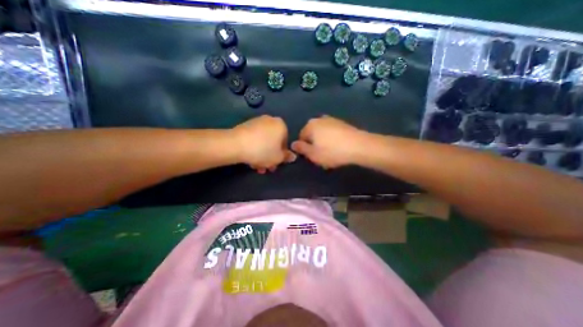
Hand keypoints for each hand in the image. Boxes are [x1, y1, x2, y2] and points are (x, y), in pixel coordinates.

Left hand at [232, 113, 295, 172]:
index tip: (276, 164)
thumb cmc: (263, 151)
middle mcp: (270, 120)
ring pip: (263, 142)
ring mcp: (257, 122)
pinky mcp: (245, 126)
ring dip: (262, 155)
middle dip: (270, 157)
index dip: (281, 155)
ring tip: (256, 167)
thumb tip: (292, 156)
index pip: (285, 142)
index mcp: (281, 125)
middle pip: (273, 142)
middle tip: (266, 168)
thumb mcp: (278, 158)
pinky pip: (254, 139)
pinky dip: (254, 149)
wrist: (236, 144)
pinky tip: (250, 160)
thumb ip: (287, 157)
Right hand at [295, 115, 365, 167]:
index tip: (312, 156)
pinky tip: (338, 147)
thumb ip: (301, 148)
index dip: (305, 148)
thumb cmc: (332, 152)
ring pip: (322, 133)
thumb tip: (293, 144)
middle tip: (321, 155)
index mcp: (310, 125)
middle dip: (314, 144)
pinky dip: (332, 139)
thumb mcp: (313, 154)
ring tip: (331, 152)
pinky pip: (332, 132)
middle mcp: (319, 119)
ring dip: (323, 142)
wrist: (359, 146)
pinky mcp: (342, 123)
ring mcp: (332, 120)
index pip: (301, 137)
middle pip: (312, 134)